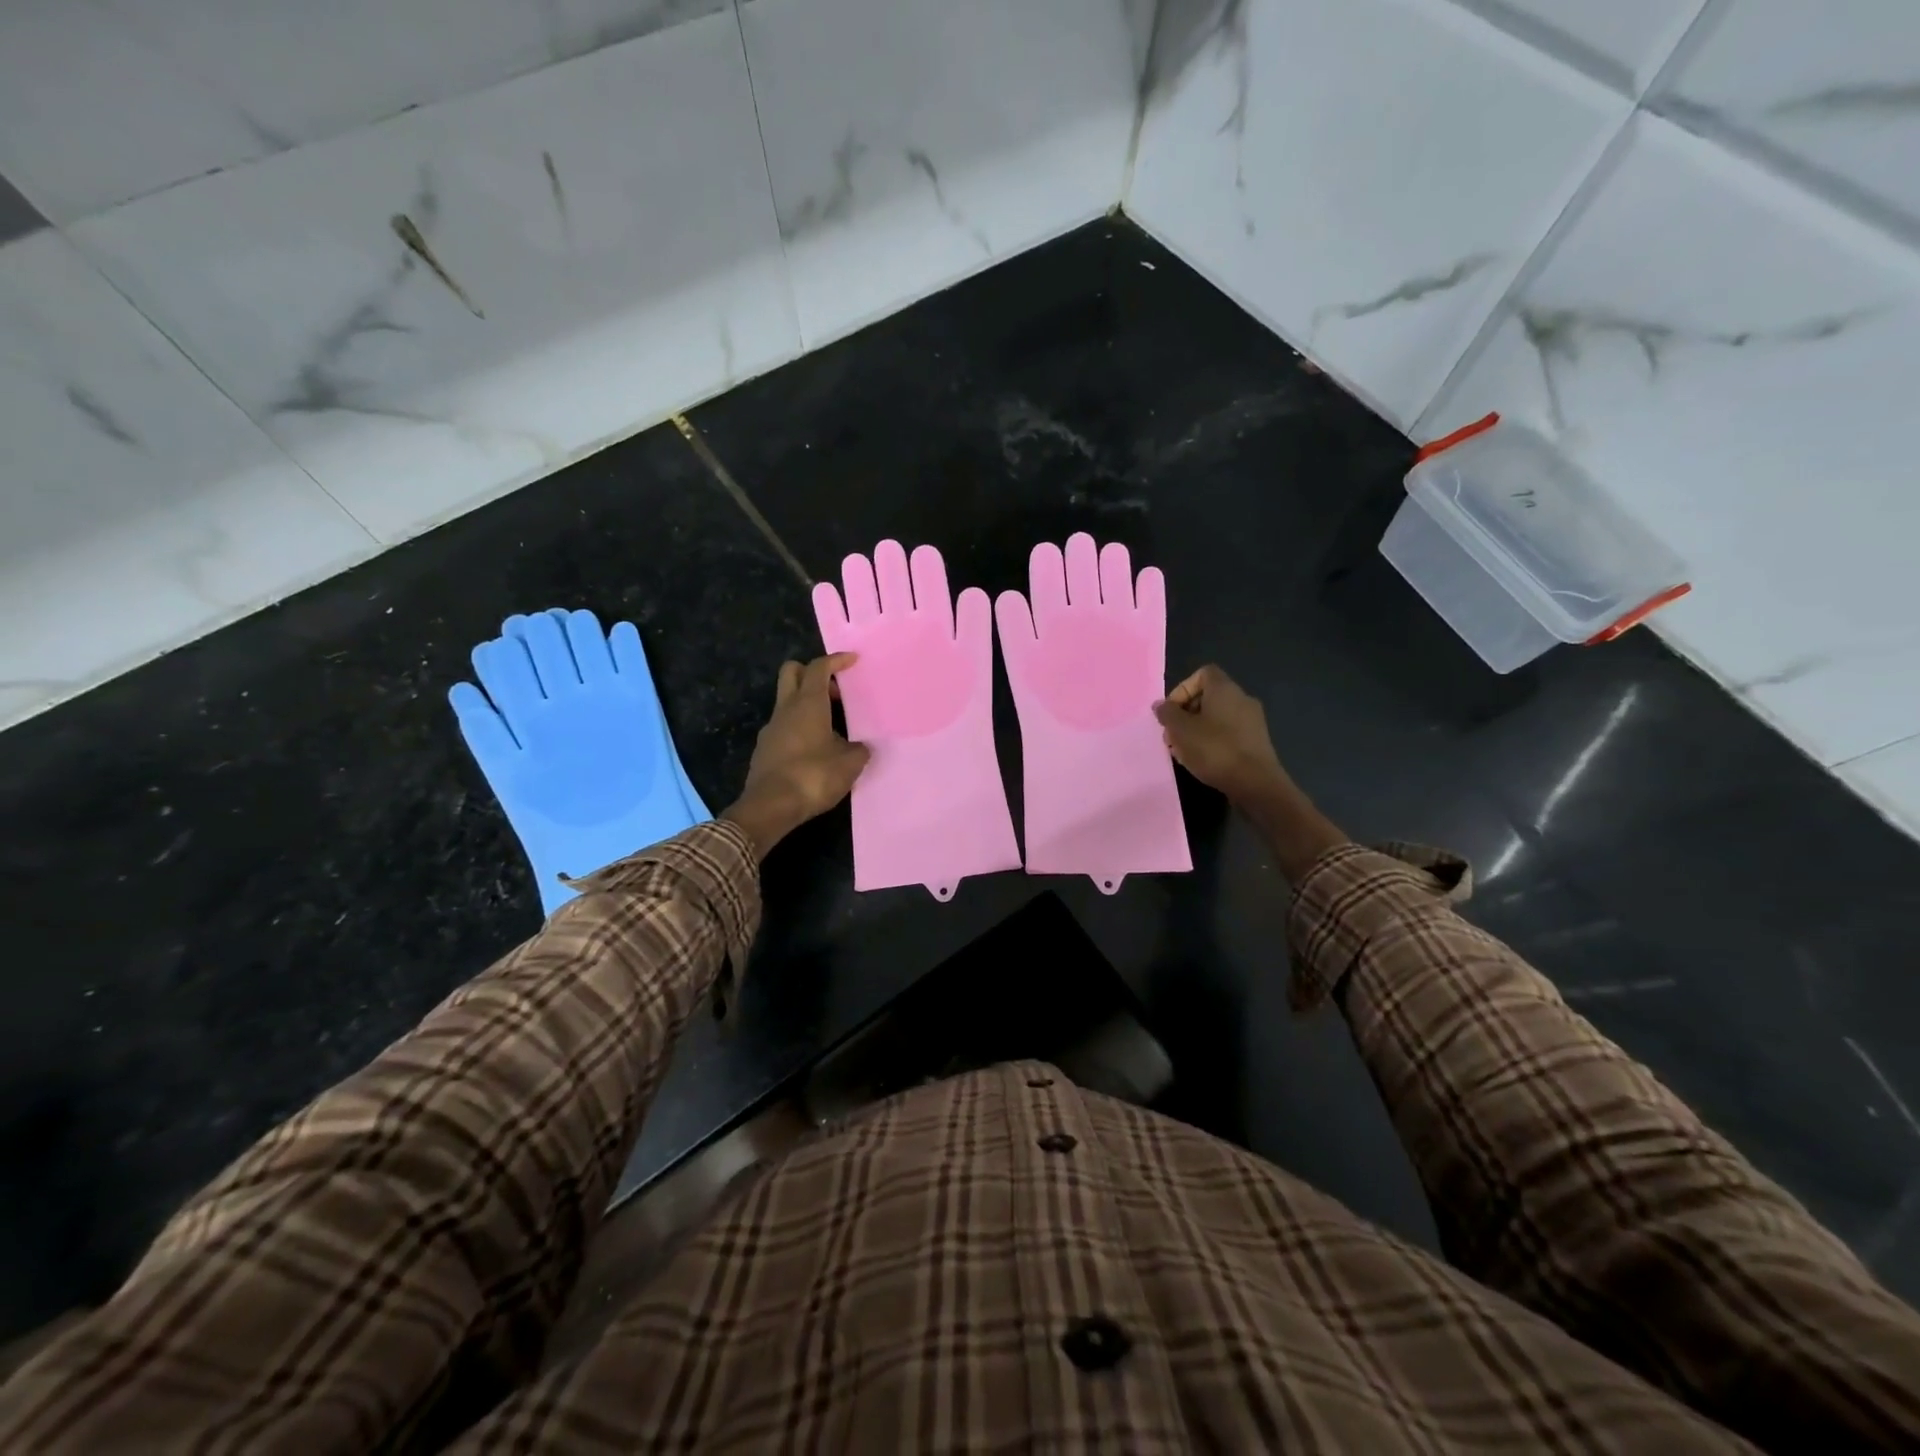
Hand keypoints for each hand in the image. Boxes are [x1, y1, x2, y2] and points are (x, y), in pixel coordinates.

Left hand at [724, 654, 870, 859]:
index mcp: (808, 704)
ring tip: (831, 727)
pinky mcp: (764, 750)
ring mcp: (771, 729)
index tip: (852, 660)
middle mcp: (786, 709)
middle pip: (791, 672)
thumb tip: (861, 747)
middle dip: (812, 673)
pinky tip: (815, 750)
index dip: (836, 660)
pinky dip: (799, 728)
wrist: (770, 807)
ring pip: (787, 702)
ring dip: (807, 705)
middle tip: (835, 692)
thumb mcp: (849, 764)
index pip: (819, 668)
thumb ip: (858, 750)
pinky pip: (784, 727)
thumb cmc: (813, 776)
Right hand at [1152, 665, 1289, 806]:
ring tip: (1183, 752)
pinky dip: (1212, 742)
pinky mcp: (1255, 742)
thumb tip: (1161, 705)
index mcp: (1224, 689)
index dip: (1182, 689)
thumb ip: (1167, 713)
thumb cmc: (1214, 749)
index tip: (1172, 712)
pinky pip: (1228, 733)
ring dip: (1195, 731)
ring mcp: (1252, 721)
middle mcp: (1241, 699)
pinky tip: (1201, 761)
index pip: (1202, 674)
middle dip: (1185, 715)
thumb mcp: (1180, 730)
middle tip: (1172, 736)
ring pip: (1216, 718)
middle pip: (1207, 697)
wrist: (1255, 783)